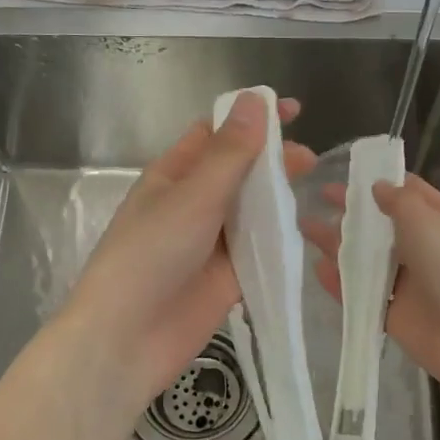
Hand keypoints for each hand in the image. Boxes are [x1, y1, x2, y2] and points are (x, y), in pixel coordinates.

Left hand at [56, 92, 315, 418]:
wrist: (127, 339)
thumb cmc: (151, 256)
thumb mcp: (192, 197)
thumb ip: (229, 153)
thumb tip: (254, 100)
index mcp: (175, 174)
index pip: (217, 133)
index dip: (251, 117)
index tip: (292, 109)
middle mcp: (195, 203)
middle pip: (240, 171)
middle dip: (272, 159)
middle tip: (308, 159)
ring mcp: (213, 241)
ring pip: (253, 209)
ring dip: (279, 197)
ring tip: (312, 189)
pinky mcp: (230, 277)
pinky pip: (259, 249)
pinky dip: (280, 238)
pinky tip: (307, 229)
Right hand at [304, 173, 439, 395]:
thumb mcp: (429, 221)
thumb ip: (399, 201)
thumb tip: (377, 187)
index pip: (408, 193)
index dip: (378, 181)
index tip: (346, 172)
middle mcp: (424, 249)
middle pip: (381, 226)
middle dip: (351, 211)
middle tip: (316, 198)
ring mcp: (408, 284)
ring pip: (368, 260)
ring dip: (339, 244)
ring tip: (304, 228)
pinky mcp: (394, 315)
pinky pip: (362, 294)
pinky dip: (340, 281)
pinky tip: (316, 268)